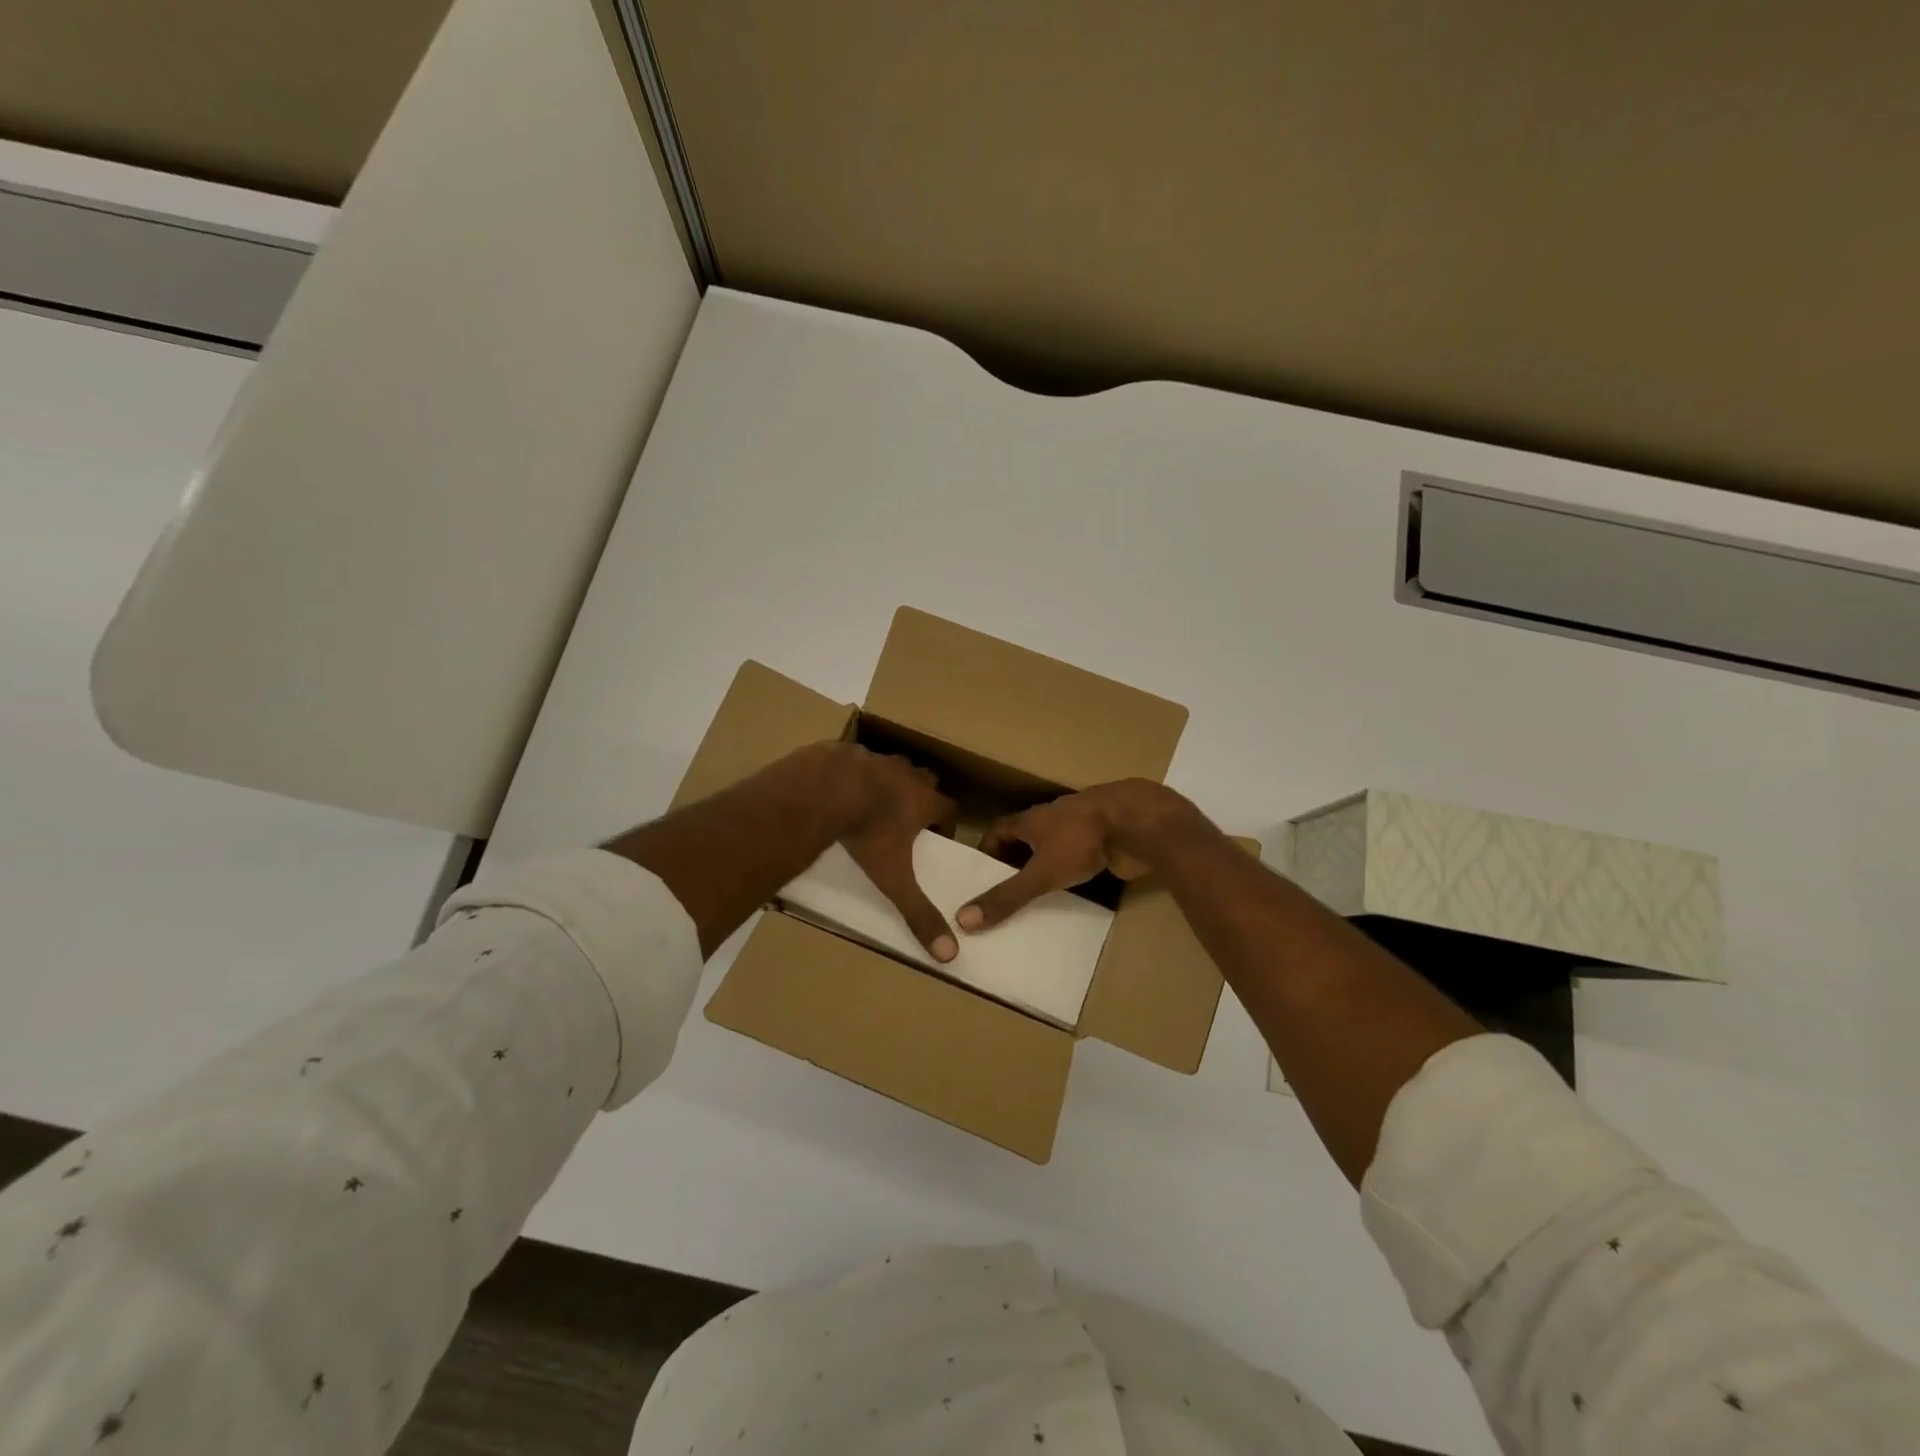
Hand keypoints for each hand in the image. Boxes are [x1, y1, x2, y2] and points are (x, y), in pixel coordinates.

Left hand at [839, 747, 959, 961]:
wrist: (826, 789)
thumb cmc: (868, 833)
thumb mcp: (893, 878)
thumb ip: (919, 913)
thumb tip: (949, 954)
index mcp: (924, 801)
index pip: (949, 809)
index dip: (945, 822)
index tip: (936, 836)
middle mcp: (907, 775)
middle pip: (925, 781)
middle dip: (919, 796)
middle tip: (904, 818)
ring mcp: (877, 758)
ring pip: (892, 767)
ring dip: (887, 781)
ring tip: (870, 803)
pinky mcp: (848, 750)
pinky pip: (858, 760)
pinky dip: (854, 773)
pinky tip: (838, 788)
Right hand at [957, 779, 1211, 932]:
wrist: (1137, 823)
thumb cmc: (1081, 841)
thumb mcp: (1040, 873)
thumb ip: (1007, 896)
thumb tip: (963, 920)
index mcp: (1032, 818)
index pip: (1000, 829)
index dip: (988, 849)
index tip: (982, 874)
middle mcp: (1054, 816)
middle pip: (1028, 835)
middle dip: (1017, 859)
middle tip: (1007, 890)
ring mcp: (1083, 825)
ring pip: (1057, 843)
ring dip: (1047, 862)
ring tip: (1038, 893)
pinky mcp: (1106, 838)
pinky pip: (1083, 853)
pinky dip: (1075, 867)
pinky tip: (1076, 887)